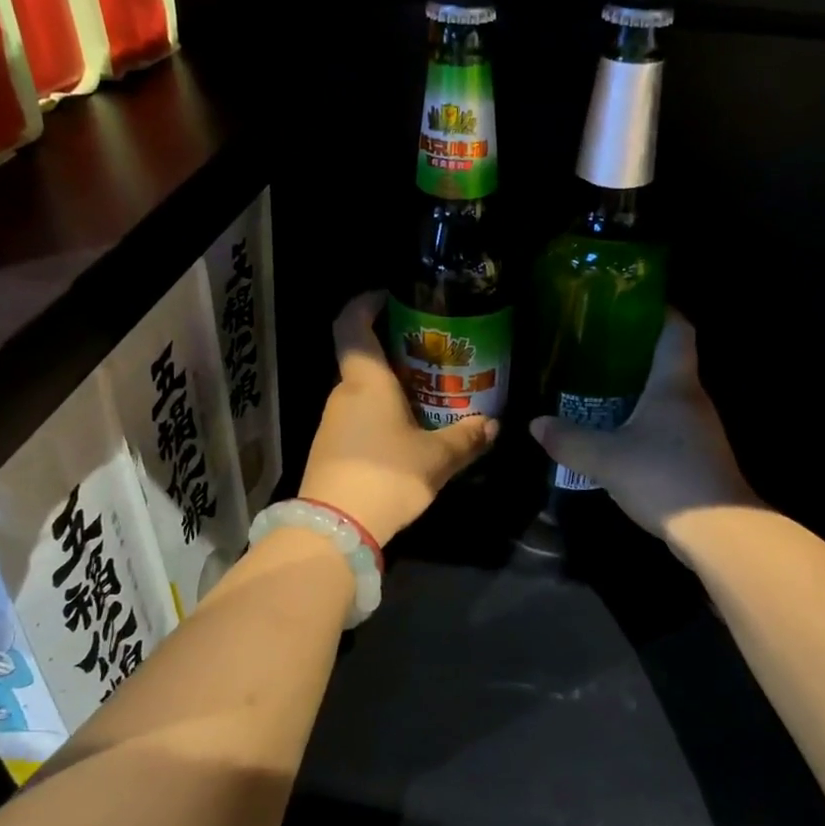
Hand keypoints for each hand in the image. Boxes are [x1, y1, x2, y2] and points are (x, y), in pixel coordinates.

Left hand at [298, 292, 497, 543]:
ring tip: (431, 396)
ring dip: (393, 388)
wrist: (334, 530)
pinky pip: (360, 417)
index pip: (352, 324)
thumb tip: (493, 424)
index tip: (389, 295)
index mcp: (366, 381)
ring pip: (364, 392)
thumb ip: (465, 439)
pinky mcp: (331, 449)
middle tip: (435, 356)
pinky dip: (383, 414)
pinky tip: (409, 434)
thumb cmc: (386, 477)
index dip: (366, 303)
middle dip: (397, 352)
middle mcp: (344, 394)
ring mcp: (334, 422)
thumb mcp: (436, 459)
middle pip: (365, 359)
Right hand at [530, 311, 757, 539]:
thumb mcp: (606, 458)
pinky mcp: (700, 456)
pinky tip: (620, 433)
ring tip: (600, 389)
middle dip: (635, 352)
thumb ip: (569, 440)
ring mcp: (701, 429)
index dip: (658, 310)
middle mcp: (693, 398)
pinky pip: (670, 424)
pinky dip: (646, 420)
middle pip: (669, 361)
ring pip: (668, 396)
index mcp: (674, 383)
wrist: (719, 532)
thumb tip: (536, 424)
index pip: (676, 329)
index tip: (628, 304)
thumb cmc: (664, 477)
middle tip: (595, 350)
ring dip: (639, 390)